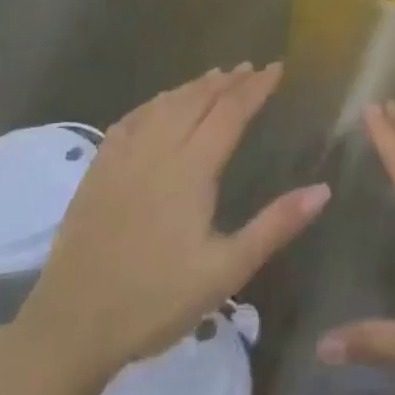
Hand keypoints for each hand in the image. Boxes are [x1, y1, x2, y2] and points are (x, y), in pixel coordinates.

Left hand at [12, 64, 328, 394]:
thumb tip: (322, 189)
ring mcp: (122, 159)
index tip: (276, 68)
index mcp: (191, 169)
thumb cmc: (156, 300)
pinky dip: (154, 103)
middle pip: (196, 101)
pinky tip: (158, 105)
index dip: (255, 88)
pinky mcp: (97, 172)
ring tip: (214, 76)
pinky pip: (131, 121)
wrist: (71, 326)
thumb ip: (275, 226)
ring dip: (192, 87)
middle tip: (250, 68)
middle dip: (227, 81)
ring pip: (163, 106)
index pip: (230, 113)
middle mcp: (157, 151)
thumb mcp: (226, 270)